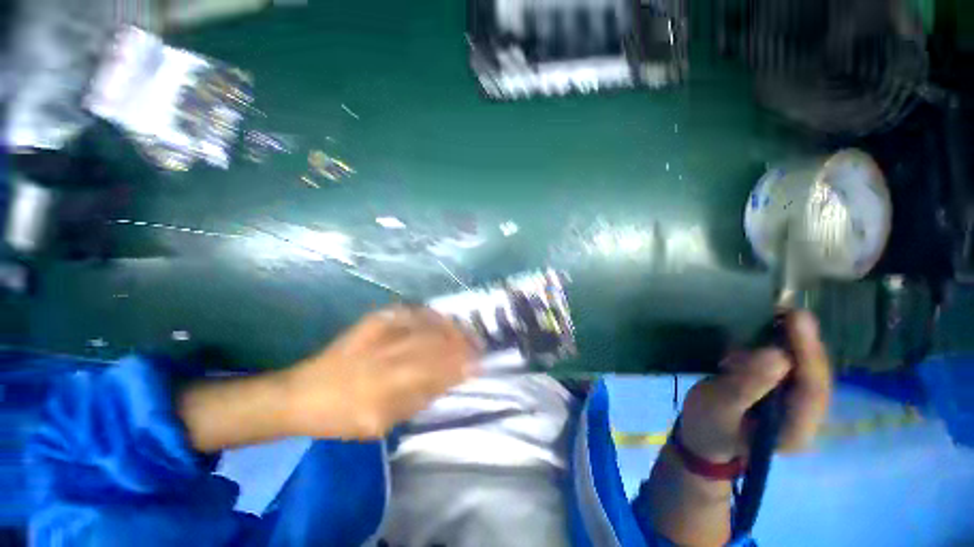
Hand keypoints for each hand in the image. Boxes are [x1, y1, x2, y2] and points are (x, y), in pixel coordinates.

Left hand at [284, 306, 477, 439]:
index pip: (433, 373)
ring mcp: (377, 334)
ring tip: (467, 332)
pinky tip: (443, 318)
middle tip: (479, 346)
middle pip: (432, 346)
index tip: (479, 364)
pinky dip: (431, 315)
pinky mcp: (373, 320)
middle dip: (461, 345)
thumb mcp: (381, 424)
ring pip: (425, 326)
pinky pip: (410, 312)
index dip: (459, 366)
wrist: (303, 392)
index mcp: (383, 392)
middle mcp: (383, 358)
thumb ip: (418, 399)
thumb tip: (449, 379)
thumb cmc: (342, 417)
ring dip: (451, 328)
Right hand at [678, 311, 831, 462]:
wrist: (701, 436)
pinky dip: (781, 345)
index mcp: (795, 432)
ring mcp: (795, 404)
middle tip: (790, 311)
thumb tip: (777, 355)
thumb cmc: (707, 426)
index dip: (808, 354)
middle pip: (815, 377)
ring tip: (778, 315)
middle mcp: (805, 418)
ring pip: (806, 368)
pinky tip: (768, 330)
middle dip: (805, 343)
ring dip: (794, 342)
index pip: (813, 391)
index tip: (797, 321)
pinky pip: (791, 365)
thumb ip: (746, 386)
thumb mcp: (719, 407)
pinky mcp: (783, 392)